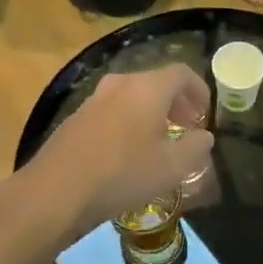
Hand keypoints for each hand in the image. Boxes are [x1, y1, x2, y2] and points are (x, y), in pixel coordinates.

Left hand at [28, 66, 212, 237]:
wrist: (57, 190)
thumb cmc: (124, 173)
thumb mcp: (172, 167)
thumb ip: (195, 147)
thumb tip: (203, 136)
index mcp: (147, 88)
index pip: (181, 73)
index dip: (199, 89)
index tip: (205, 113)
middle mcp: (120, 84)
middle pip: (155, 82)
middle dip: (176, 102)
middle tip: (186, 126)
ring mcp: (93, 99)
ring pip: (131, 97)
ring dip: (150, 113)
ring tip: (158, 141)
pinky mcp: (75, 118)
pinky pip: (112, 111)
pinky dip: (128, 122)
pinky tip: (127, 152)